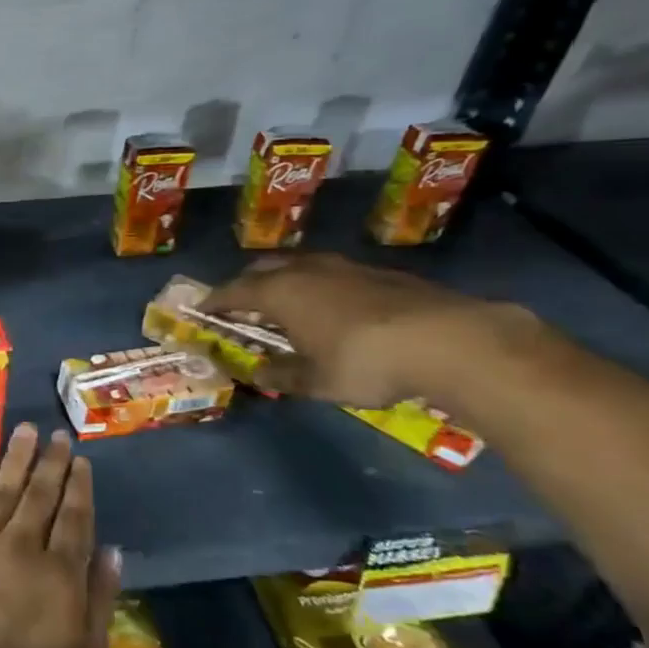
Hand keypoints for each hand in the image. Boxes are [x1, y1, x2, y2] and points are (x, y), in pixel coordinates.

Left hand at [0, 423, 120, 647]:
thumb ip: (100, 597)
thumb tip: (112, 549)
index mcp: (60, 571)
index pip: (74, 516)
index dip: (79, 485)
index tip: (81, 459)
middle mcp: (23, 545)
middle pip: (41, 494)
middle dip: (52, 461)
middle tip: (58, 434)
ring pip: (4, 489)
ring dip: (18, 457)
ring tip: (26, 430)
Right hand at [210, 253, 534, 408]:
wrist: (448, 340)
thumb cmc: (364, 362)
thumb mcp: (315, 381)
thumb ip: (281, 374)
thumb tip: (257, 372)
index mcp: (279, 292)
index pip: (232, 291)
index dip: (214, 302)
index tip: (200, 310)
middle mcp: (305, 271)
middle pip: (263, 269)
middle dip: (246, 284)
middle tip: (240, 305)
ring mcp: (344, 267)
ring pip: (300, 266)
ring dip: (285, 281)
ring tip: (286, 304)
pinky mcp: (379, 273)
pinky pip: (332, 274)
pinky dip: (319, 287)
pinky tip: (333, 309)